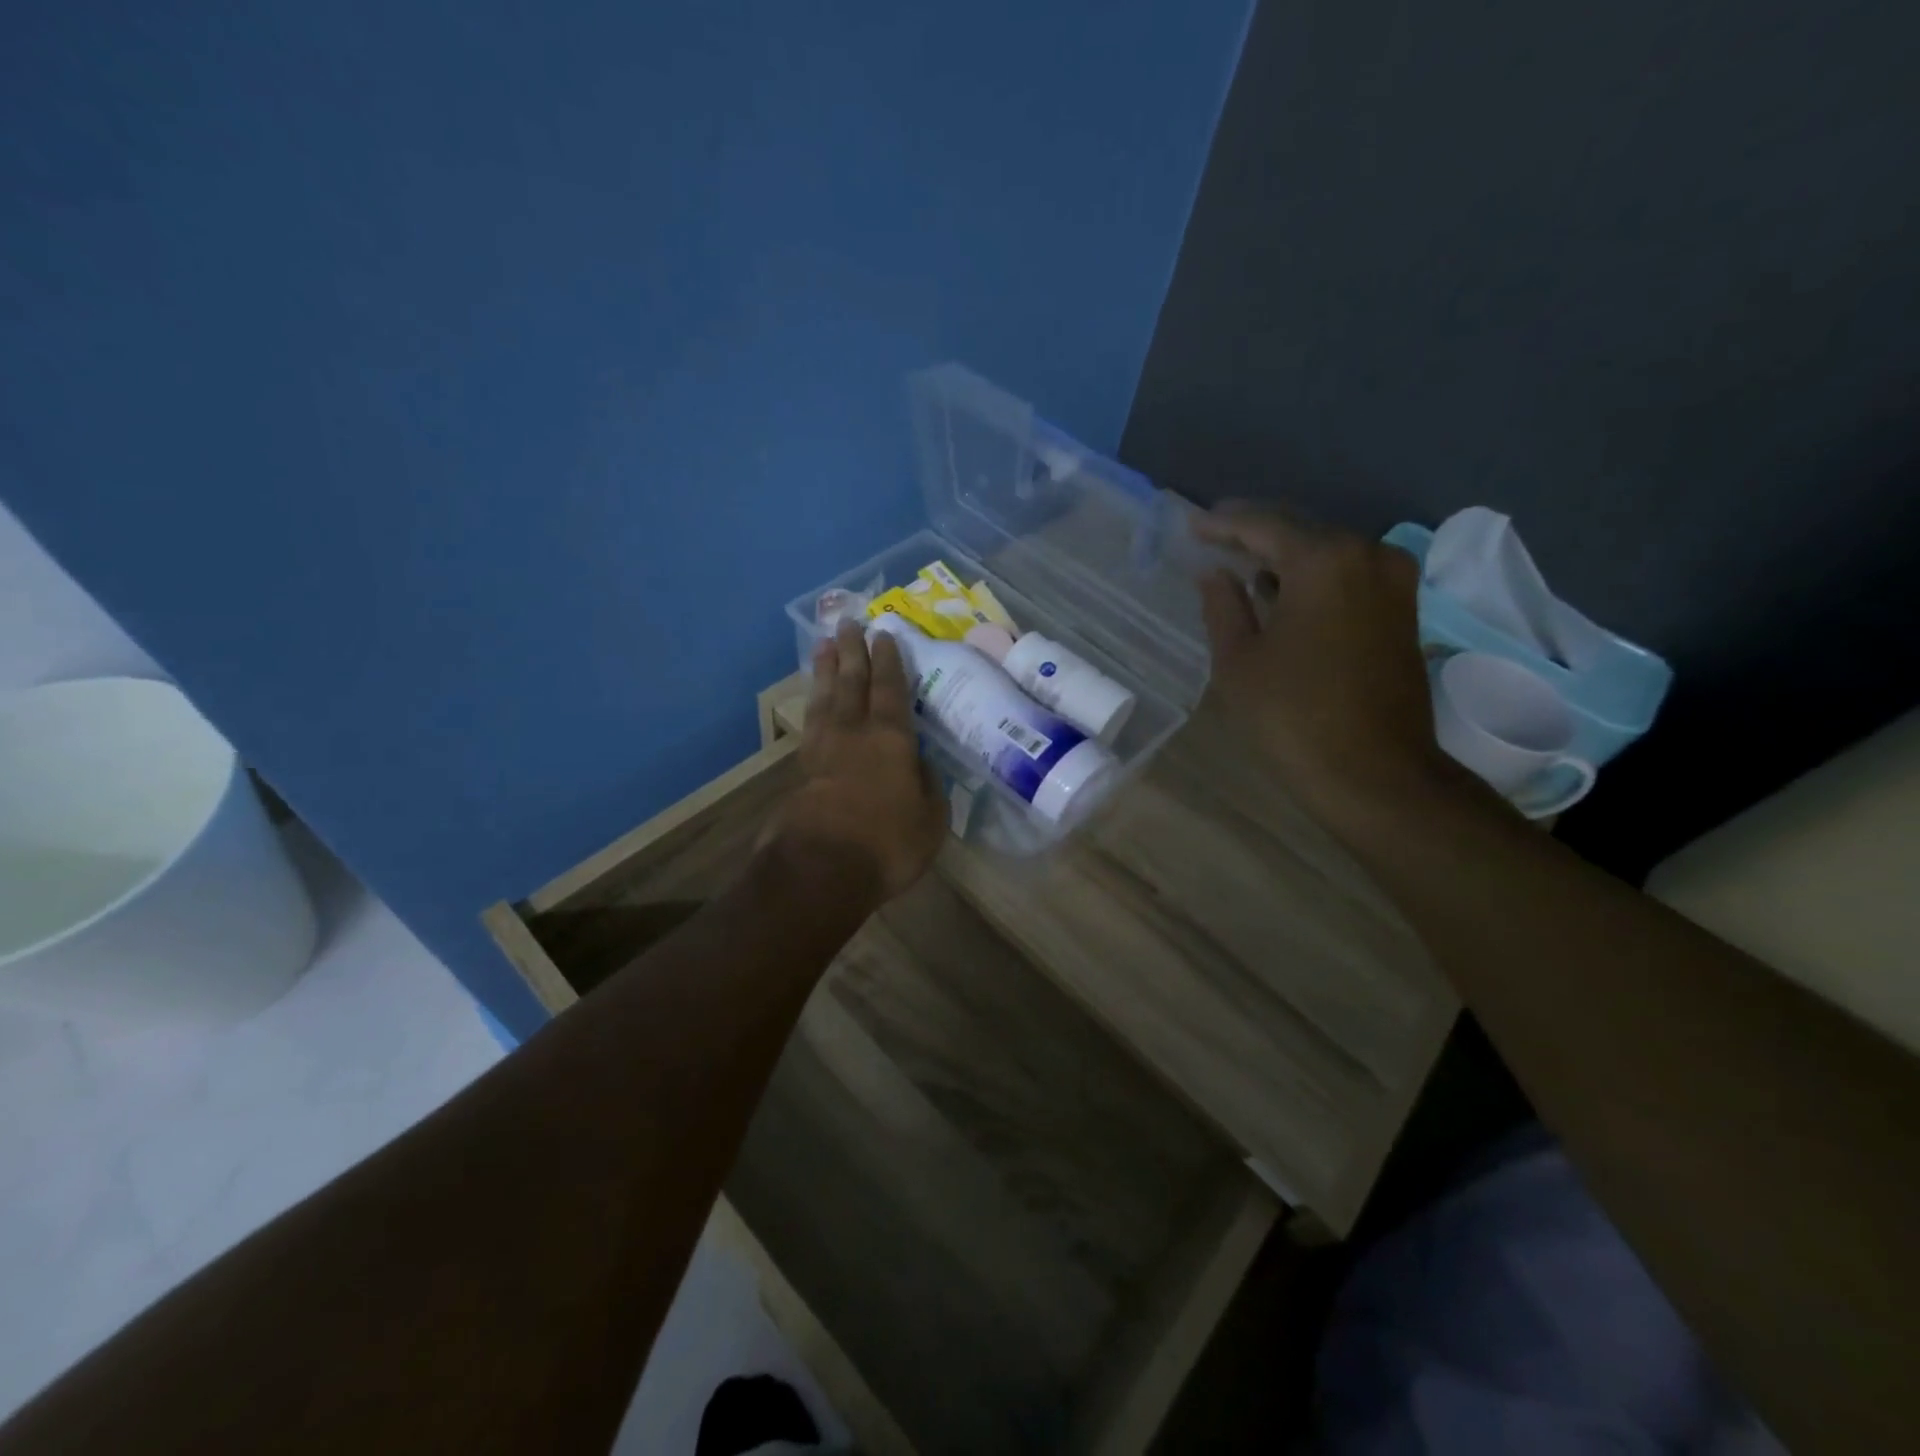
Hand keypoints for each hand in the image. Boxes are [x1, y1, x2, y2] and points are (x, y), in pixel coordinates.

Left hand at [770, 620, 946, 900]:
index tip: (884, 634)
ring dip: (826, 670)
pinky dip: (813, 704)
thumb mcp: (930, 820)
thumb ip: (928, 787)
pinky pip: (810, 723)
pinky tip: (814, 700)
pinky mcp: (801, 770)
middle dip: (853, 651)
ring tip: (824, 646)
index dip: (889, 661)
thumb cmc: (887, 843)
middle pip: (853, 682)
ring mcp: (823, 750)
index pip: (891, 690)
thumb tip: (921, 767)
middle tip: (847, 622)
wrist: (820, 868)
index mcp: (892, 740)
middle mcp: (855, 734)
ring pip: (826, 698)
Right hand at [1195, 503, 1457, 821]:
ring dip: (1285, 558)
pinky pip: (1348, 576)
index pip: (1264, 525)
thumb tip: (1215, 573)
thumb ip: (1223, 606)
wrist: (1374, 774)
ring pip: (1327, 553)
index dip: (1222, 524)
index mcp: (1324, 560)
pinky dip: (1313, 579)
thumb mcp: (1238, 661)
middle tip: (1214, 538)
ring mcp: (1394, 582)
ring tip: (1242, 566)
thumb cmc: (1292, 716)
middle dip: (1256, 535)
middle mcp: (1367, 555)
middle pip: (1301, 531)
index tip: (1191, 524)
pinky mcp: (1403, 610)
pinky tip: (1282, 594)